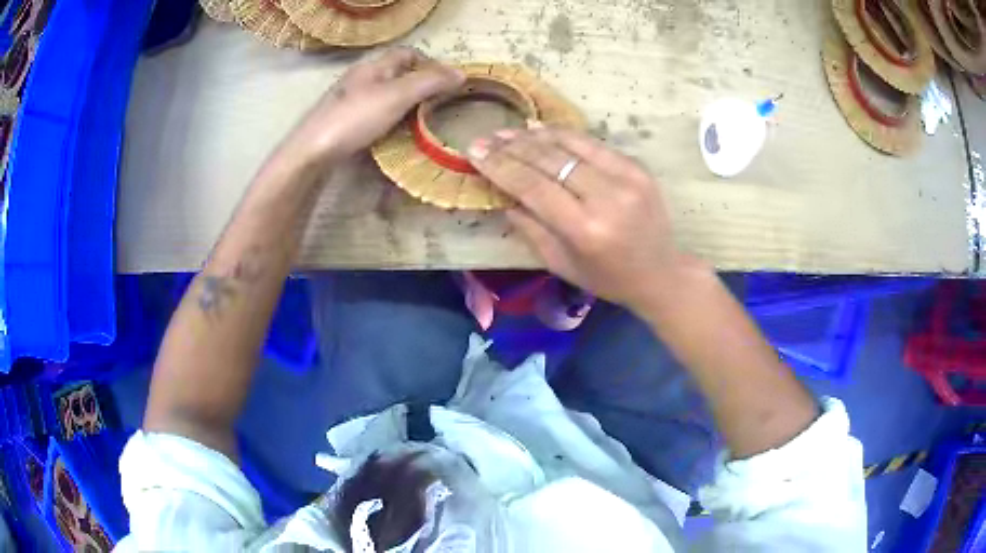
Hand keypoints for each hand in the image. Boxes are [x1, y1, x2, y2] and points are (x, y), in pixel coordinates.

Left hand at [280, 47, 463, 167]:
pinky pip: (375, 114)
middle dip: (420, 86)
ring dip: (406, 105)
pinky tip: (395, 136)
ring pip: (386, 95)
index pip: (408, 53)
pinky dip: (391, 121)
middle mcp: (362, 79)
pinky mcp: (345, 123)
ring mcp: (351, 101)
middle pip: (398, 74)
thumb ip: (429, 82)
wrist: (311, 153)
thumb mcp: (397, 96)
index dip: (430, 63)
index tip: (447, 82)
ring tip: (422, 122)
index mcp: (374, 66)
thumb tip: (461, 73)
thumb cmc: (354, 119)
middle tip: (438, 105)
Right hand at [467, 126, 705, 314]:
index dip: (500, 166)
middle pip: (550, 160)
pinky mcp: (638, 167)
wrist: (661, 272)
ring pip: (571, 144)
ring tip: (508, 131)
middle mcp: (607, 198)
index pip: (534, 186)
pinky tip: (540, 129)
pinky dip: (564, 135)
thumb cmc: (608, 278)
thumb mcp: (561, 264)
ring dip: (534, 135)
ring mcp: (627, 178)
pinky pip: (593, 143)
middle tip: (485, 137)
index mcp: (586, 230)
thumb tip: (502, 192)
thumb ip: (529, 227)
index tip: (474, 151)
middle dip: (512, 146)